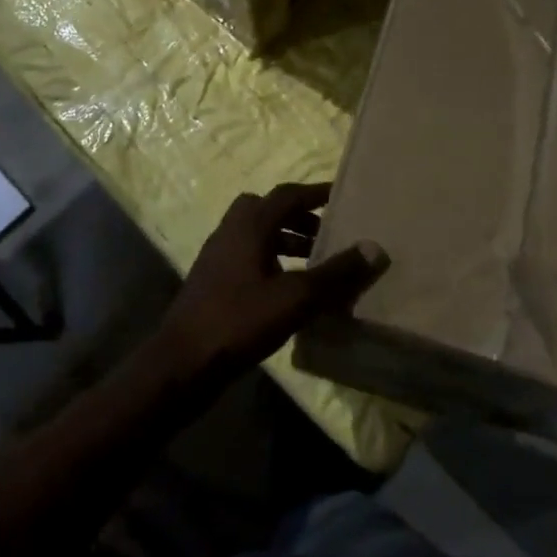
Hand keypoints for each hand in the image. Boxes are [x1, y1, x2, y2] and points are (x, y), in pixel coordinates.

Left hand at [161, 183, 388, 375]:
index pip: (287, 195)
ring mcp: (218, 257)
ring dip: (287, 241)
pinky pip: (249, 257)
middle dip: (300, 217)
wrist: (182, 363)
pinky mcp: (214, 281)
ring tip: (315, 264)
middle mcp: (230, 232)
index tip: (343, 196)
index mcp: (248, 225)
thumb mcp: (295, 298)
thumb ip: (335, 273)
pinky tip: (289, 290)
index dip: (317, 193)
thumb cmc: (239, 321)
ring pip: (258, 235)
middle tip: (328, 234)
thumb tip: (375, 248)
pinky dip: (273, 261)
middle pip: (269, 210)